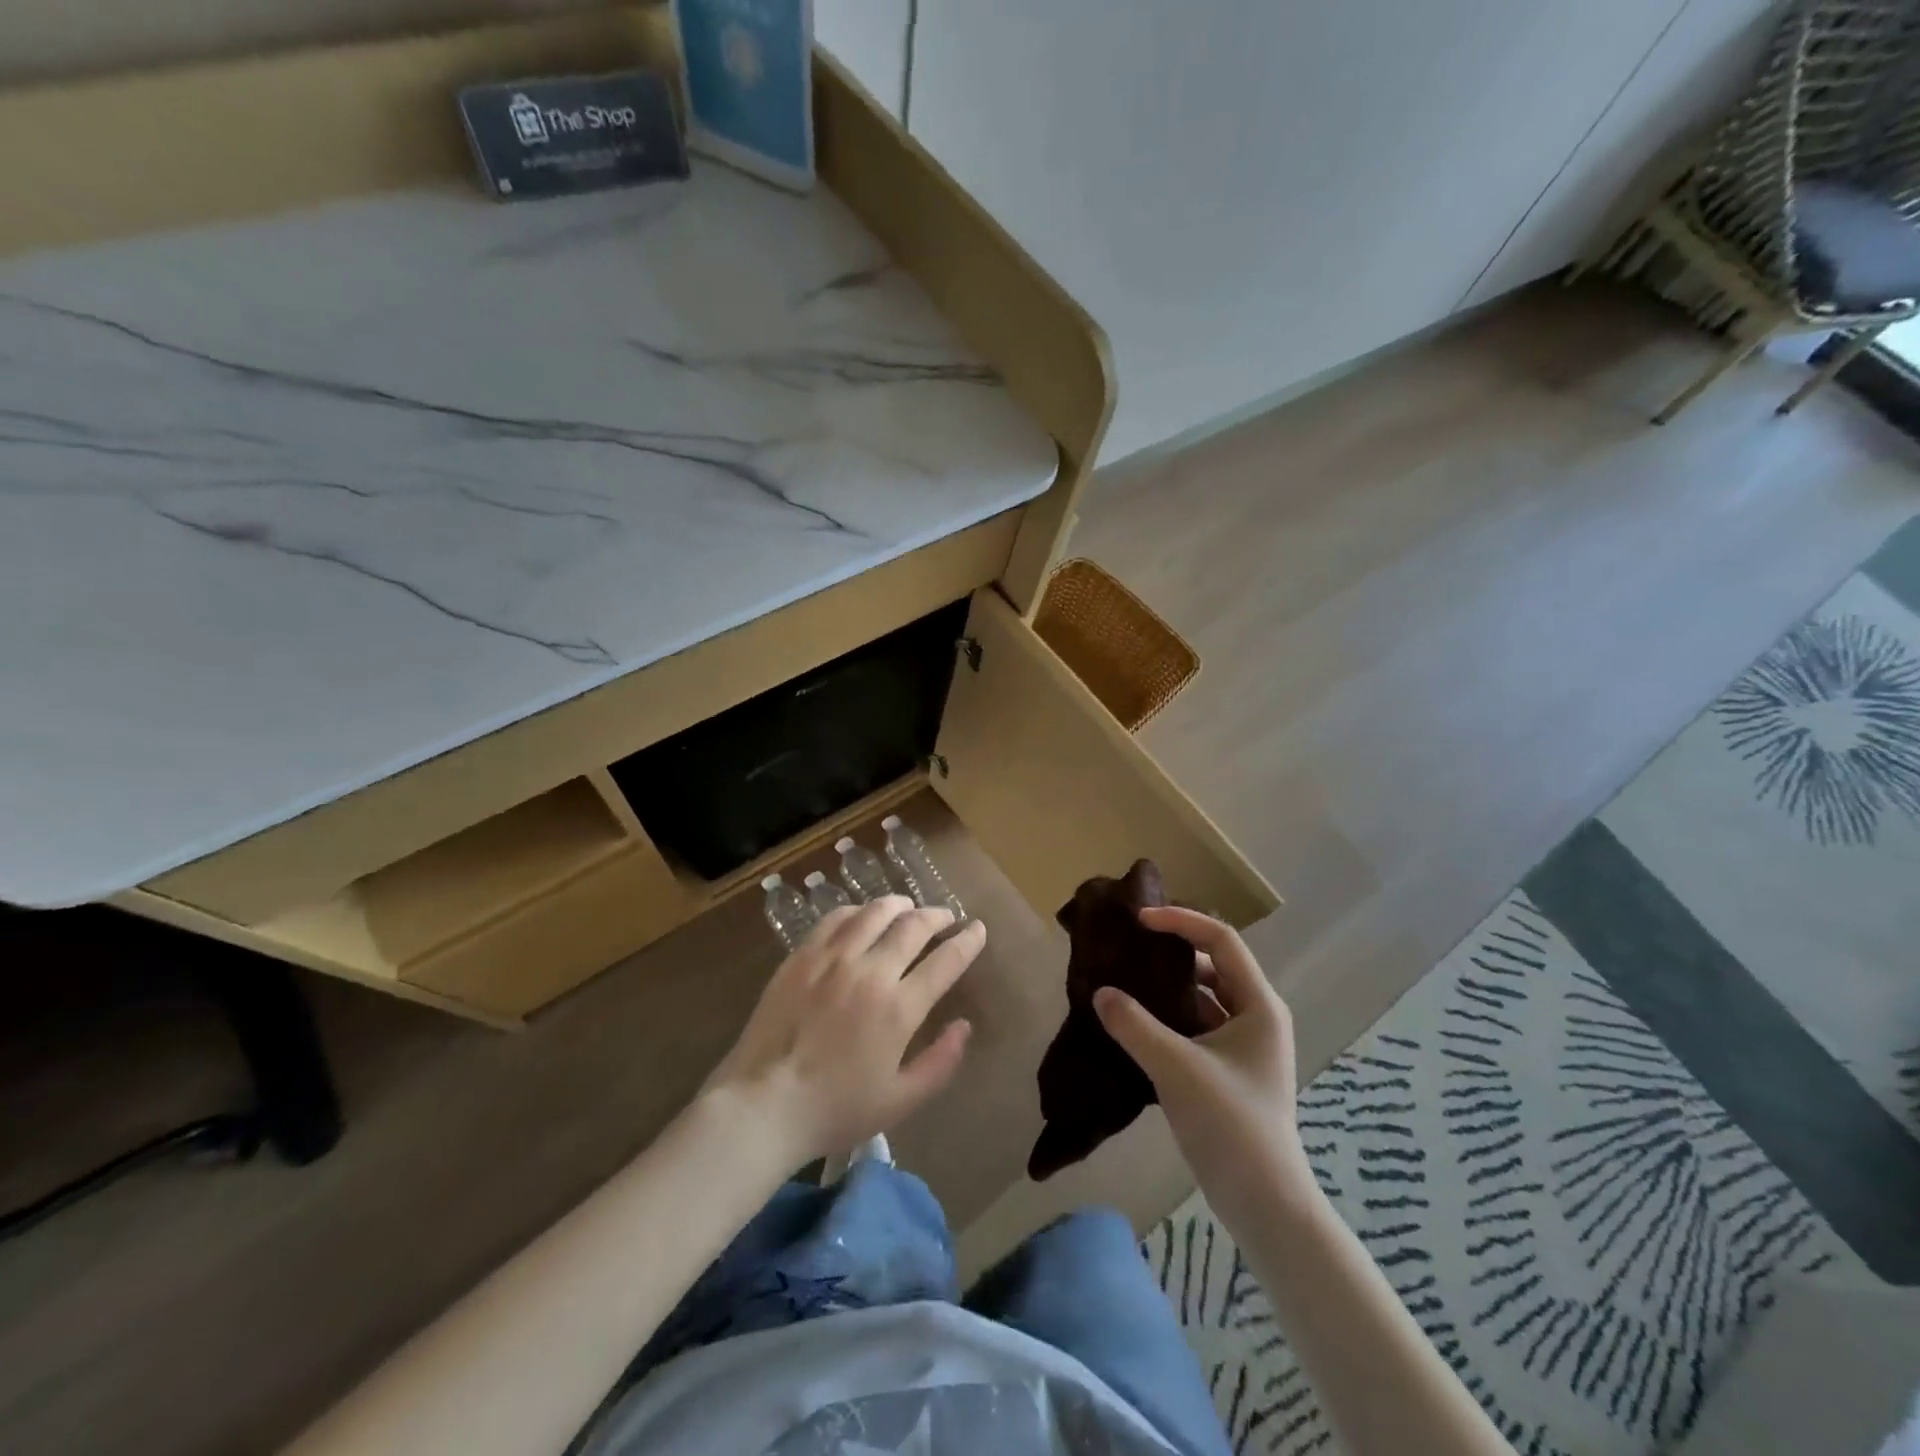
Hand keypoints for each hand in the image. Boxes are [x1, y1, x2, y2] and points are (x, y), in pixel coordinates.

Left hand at [704, 895, 984, 1167]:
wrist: (763, 1105)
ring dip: (899, 905)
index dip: (967, 941)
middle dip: (937, 915)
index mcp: (899, 1008)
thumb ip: (940, 1062)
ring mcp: (832, 959)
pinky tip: (862, 916)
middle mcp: (870, 972)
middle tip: (946, 916)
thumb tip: (964, 1026)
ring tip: (907, 907)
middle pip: (913, 926)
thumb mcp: (900, 1101)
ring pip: (874, 913)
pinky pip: (835, 919)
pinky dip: (857, 911)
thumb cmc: (836, 1109)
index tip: (978, 929)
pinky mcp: (802, 956)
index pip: (945, 961)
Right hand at [1093, 907, 1315, 1220]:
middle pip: (1211, 965)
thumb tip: (1100, 992)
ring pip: (1200, 998)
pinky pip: (1193, 1026)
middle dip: (1171, 951)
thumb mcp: (1177, 1068)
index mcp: (1259, 1005)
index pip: (1221, 941)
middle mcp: (1255, 1016)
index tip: (1139, 920)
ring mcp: (1241, 1045)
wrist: (1264, 1205)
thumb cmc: (1231, 1125)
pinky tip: (1132, 1022)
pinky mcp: (1226, 1070)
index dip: (1181, 921)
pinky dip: (1165, 1018)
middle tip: (1127, 945)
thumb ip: (1135, 1025)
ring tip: (1122, 980)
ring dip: (1165, 988)